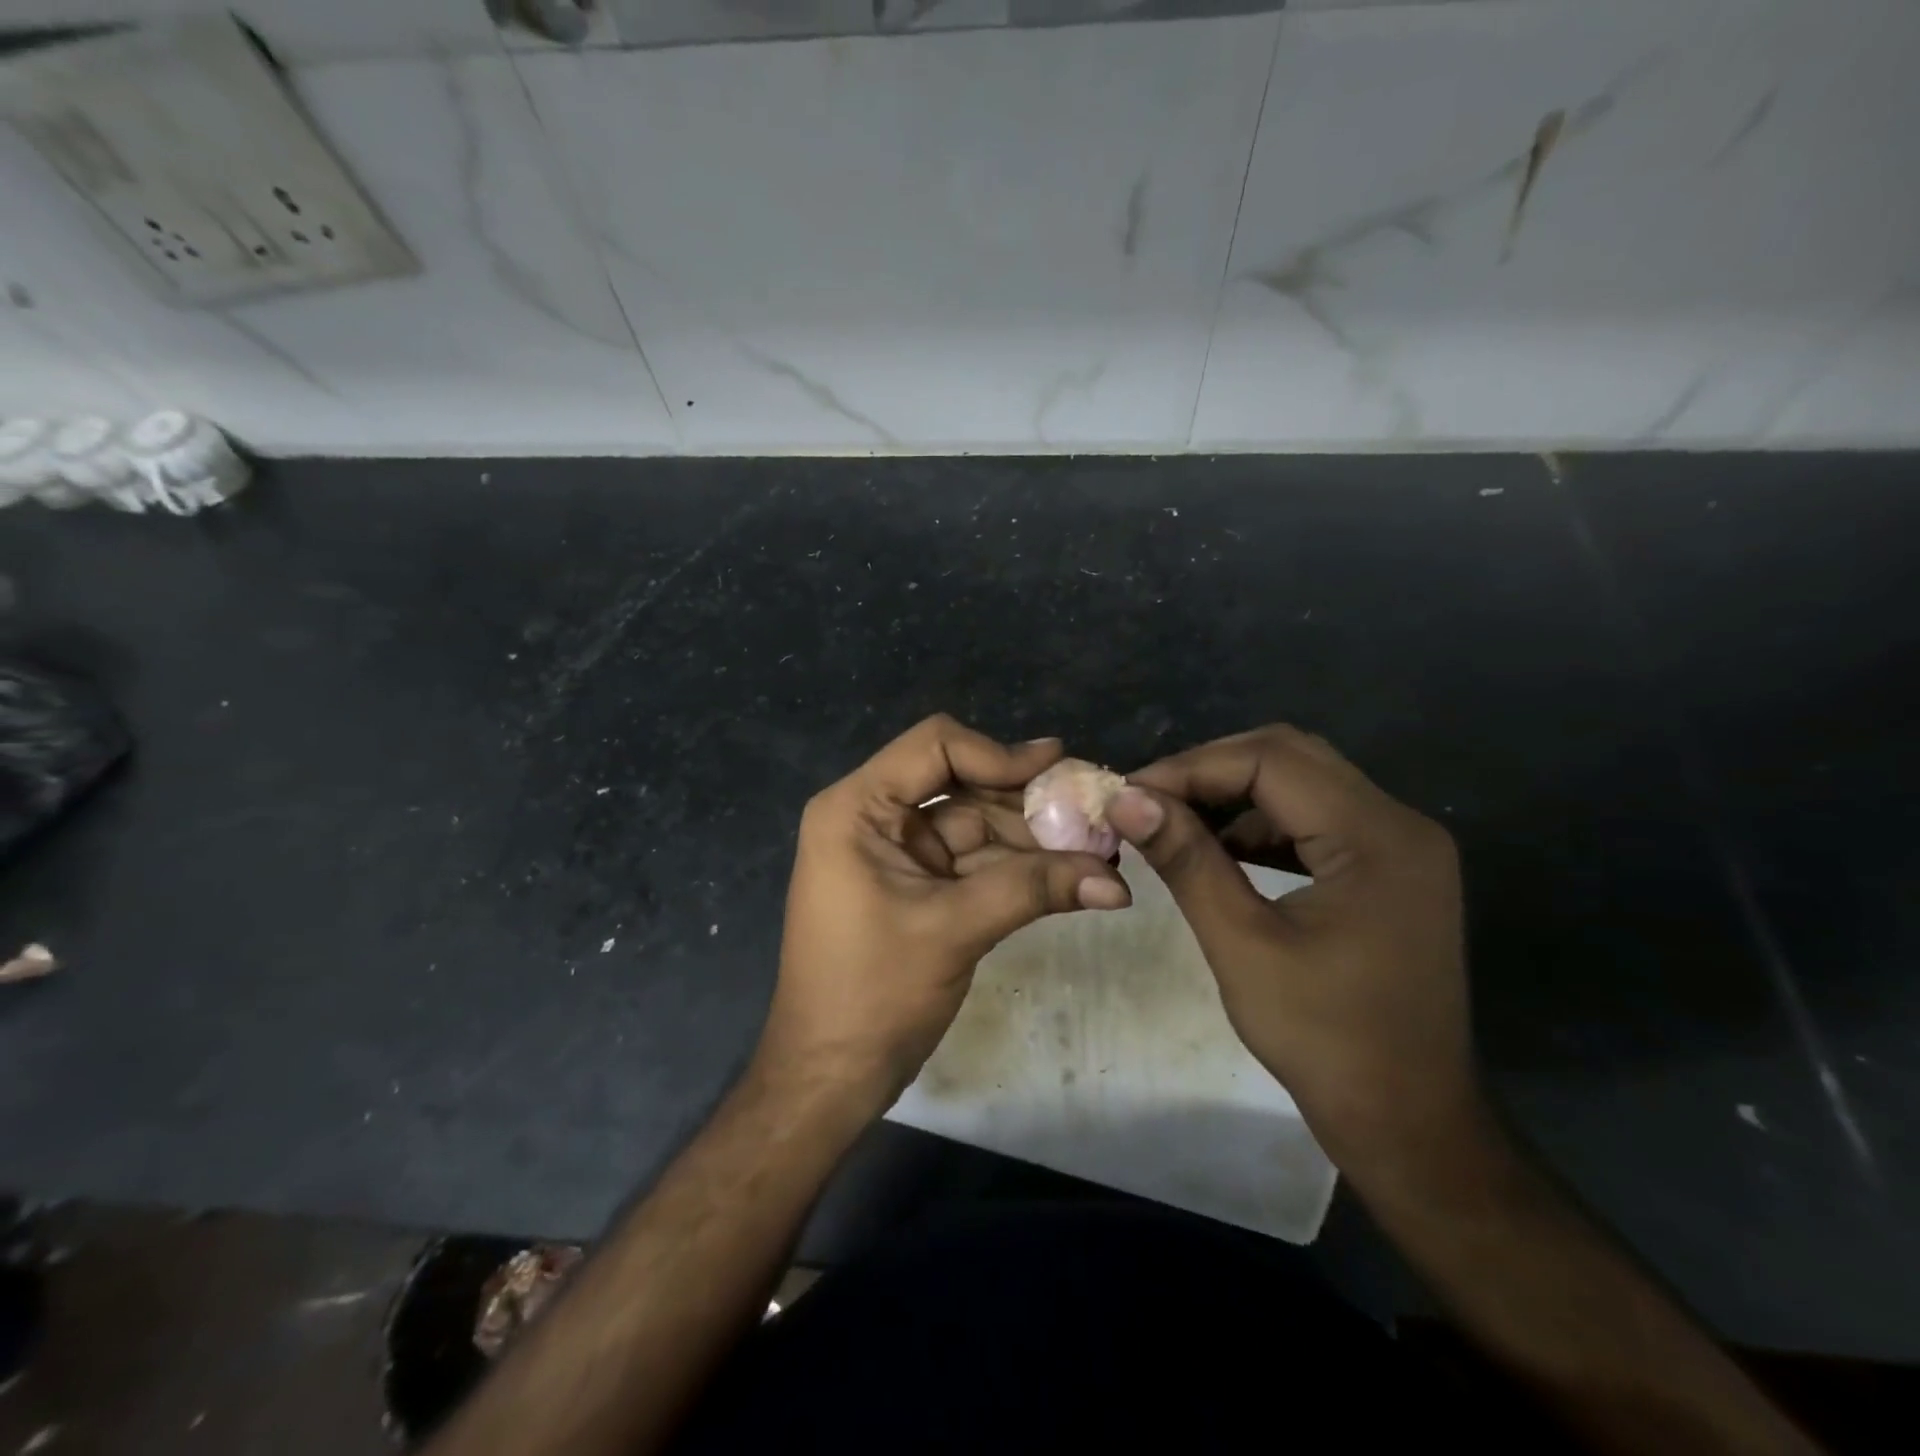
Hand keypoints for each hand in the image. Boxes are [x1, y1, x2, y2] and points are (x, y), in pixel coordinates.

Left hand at [756, 715, 1130, 1115]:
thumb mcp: (953, 930)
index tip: (1060, 770)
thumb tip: (1116, 881)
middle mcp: (875, 818)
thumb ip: (1032, 890)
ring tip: (1099, 850)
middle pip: (963, 785)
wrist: (829, 1076)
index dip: (999, 754)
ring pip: (976, 826)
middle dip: (1028, 803)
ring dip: (1033, 840)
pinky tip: (1071, 876)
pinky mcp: (918, 886)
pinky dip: (1018, 870)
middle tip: (1095, 812)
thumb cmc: (872, 994)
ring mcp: (898, 853)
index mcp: (858, 808)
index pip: (935, 747)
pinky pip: (974, 863)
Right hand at [1107, 724, 1480, 1174]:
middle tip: (1147, 801)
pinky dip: (1260, 822)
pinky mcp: (1388, 868)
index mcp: (1377, 837)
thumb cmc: (1325, 1040)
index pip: (1271, 761)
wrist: (1408, 1123)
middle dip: (1209, 771)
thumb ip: (1186, 860)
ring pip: (1301, 781)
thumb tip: (1125, 799)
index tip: (1129, 794)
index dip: (1191, 768)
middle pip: (1290, 756)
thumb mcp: (1242, 944)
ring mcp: (1399, 844)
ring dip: (1233, 792)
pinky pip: (1315, 818)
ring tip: (1172, 820)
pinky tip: (1218, 848)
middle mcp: (1399, 823)